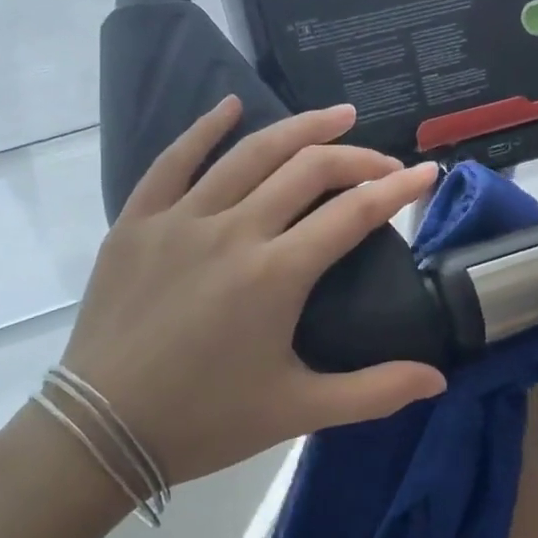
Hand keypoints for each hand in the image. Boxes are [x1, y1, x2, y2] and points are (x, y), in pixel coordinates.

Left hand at [58, 96, 446, 488]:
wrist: (99, 432)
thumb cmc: (204, 421)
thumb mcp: (297, 410)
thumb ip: (374, 392)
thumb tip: (437, 380)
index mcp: (277, 274)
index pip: (354, 212)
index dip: (397, 188)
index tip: (425, 173)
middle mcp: (234, 231)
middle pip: (307, 170)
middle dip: (356, 156)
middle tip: (383, 158)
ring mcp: (181, 219)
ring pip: (249, 154)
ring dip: (299, 128)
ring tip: (335, 115)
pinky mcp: (138, 221)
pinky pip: (173, 160)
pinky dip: (205, 128)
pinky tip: (230, 105)